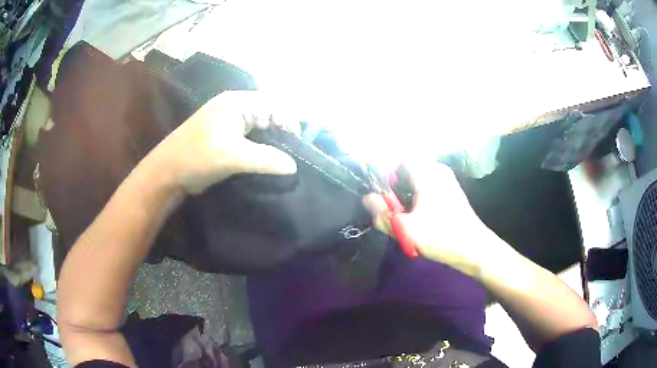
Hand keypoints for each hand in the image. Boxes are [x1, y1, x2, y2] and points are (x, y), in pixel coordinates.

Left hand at [150, 91, 297, 194]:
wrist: (167, 173)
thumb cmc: (196, 158)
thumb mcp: (232, 156)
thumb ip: (266, 159)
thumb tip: (294, 165)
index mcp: (237, 102)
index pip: (275, 104)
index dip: (289, 123)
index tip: (297, 148)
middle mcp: (236, 106)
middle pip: (270, 113)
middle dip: (283, 132)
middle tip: (293, 156)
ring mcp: (230, 121)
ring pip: (262, 127)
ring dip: (273, 142)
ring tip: (284, 160)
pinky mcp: (226, 135)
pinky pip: (252, 137)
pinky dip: (262, 147)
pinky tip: (269, 161)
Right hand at [364, 160, 492, 274]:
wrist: (474, 248)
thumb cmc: (440, 236)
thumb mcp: (406, 229)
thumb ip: (382, 213)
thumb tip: (368, 198)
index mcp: (427, 174)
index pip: (402, 157)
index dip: (388, 170)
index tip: (383, 190)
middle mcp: (438, 171)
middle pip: (410, 166)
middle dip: (398, 182)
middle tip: (394, 204)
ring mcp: (448, 180)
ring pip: (420, 175)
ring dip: (409, 189)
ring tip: (406, 211)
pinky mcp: (452, 191)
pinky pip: (430, 183)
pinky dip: (420, 193)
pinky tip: (420, 213)